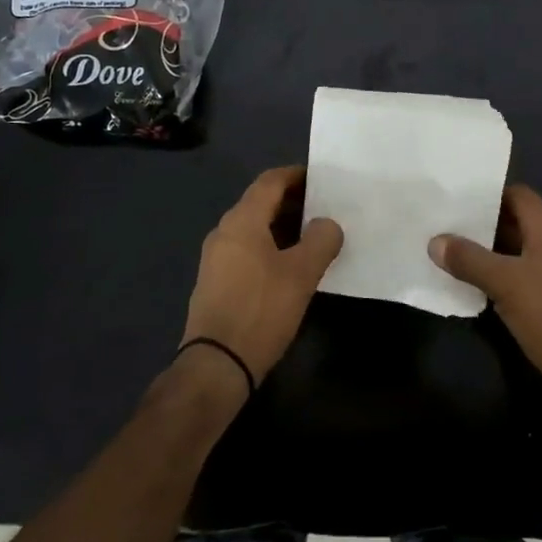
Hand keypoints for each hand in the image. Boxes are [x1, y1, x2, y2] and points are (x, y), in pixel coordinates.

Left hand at [181, 165, 343, 386]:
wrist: (216, 365)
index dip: (296, 175)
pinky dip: (269, 247)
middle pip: (260, 203)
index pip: (270, 182)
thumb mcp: (302, 274)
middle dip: (292, 202)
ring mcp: (215, 258)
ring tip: (313, 239)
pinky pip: (246, 250)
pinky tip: (289, 268)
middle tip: (324, 209)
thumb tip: (327, 224)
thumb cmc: (261, 310)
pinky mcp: (215, 282)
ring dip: (282, 227)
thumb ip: (321, 241)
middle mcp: (224, 232)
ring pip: (253, 229)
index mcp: (242, 221)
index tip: (321, 179)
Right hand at [429, 184, 541, 420]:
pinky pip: (517, 272)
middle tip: (441, 222)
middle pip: (513, 220)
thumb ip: (469, 259)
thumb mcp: (505, 284)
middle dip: (480, 222)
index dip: (487, 193)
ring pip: (513, 249)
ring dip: (484, 249)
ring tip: (446, 249)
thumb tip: (435, 241)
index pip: (516, 194)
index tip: (454, 196)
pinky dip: (495, 272)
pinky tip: (468, 281)